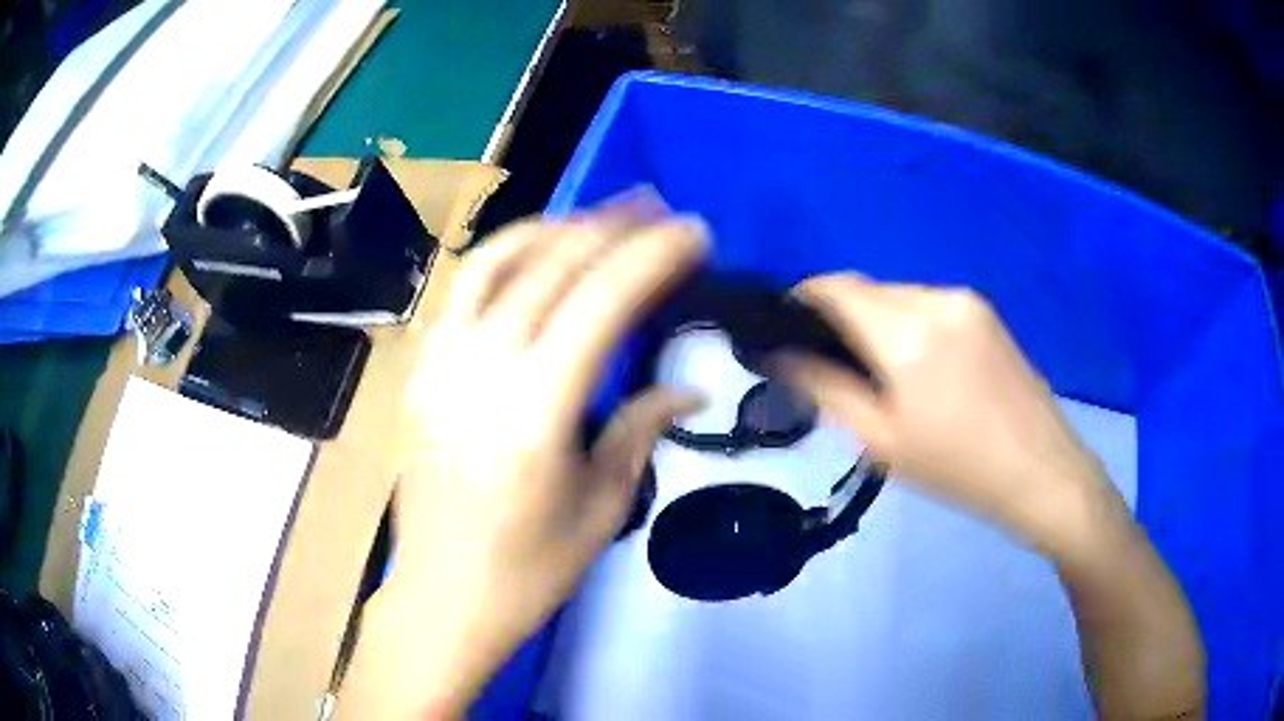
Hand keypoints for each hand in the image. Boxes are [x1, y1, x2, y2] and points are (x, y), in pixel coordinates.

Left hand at [343, 203, 707, 717]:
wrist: (441, 598)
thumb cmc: (529, 571)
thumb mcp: (602, 506)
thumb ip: (641, 428)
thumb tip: (688, 385)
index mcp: (534, 412)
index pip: (601, 302)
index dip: (652, 256)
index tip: (693, 231)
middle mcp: (479, 370)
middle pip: (552, 267)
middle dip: (613, 226)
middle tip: (658, 207)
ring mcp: (439, 364)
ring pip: (497, 261)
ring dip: (557, 226)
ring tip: (602, 215)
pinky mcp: (420, 370)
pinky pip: (462, 290)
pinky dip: (506, 255)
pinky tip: (539, 251)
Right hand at [773, 273, 1120, 558]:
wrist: (1042, 472)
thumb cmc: (958, 469)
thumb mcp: (883, 442)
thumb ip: (826, 390)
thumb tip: (779, 356)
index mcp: (907, 332)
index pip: (837, 288)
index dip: (803, 297)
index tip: (786, 325)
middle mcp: (936, 298)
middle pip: (869, 290)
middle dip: (842, 316)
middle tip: (837, 366)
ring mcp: (967, 301)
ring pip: (900, 296)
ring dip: (879, 321)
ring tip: (885, 373)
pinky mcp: (987, 311)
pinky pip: (931, 304)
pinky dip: (911, 324)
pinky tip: (924, 367)